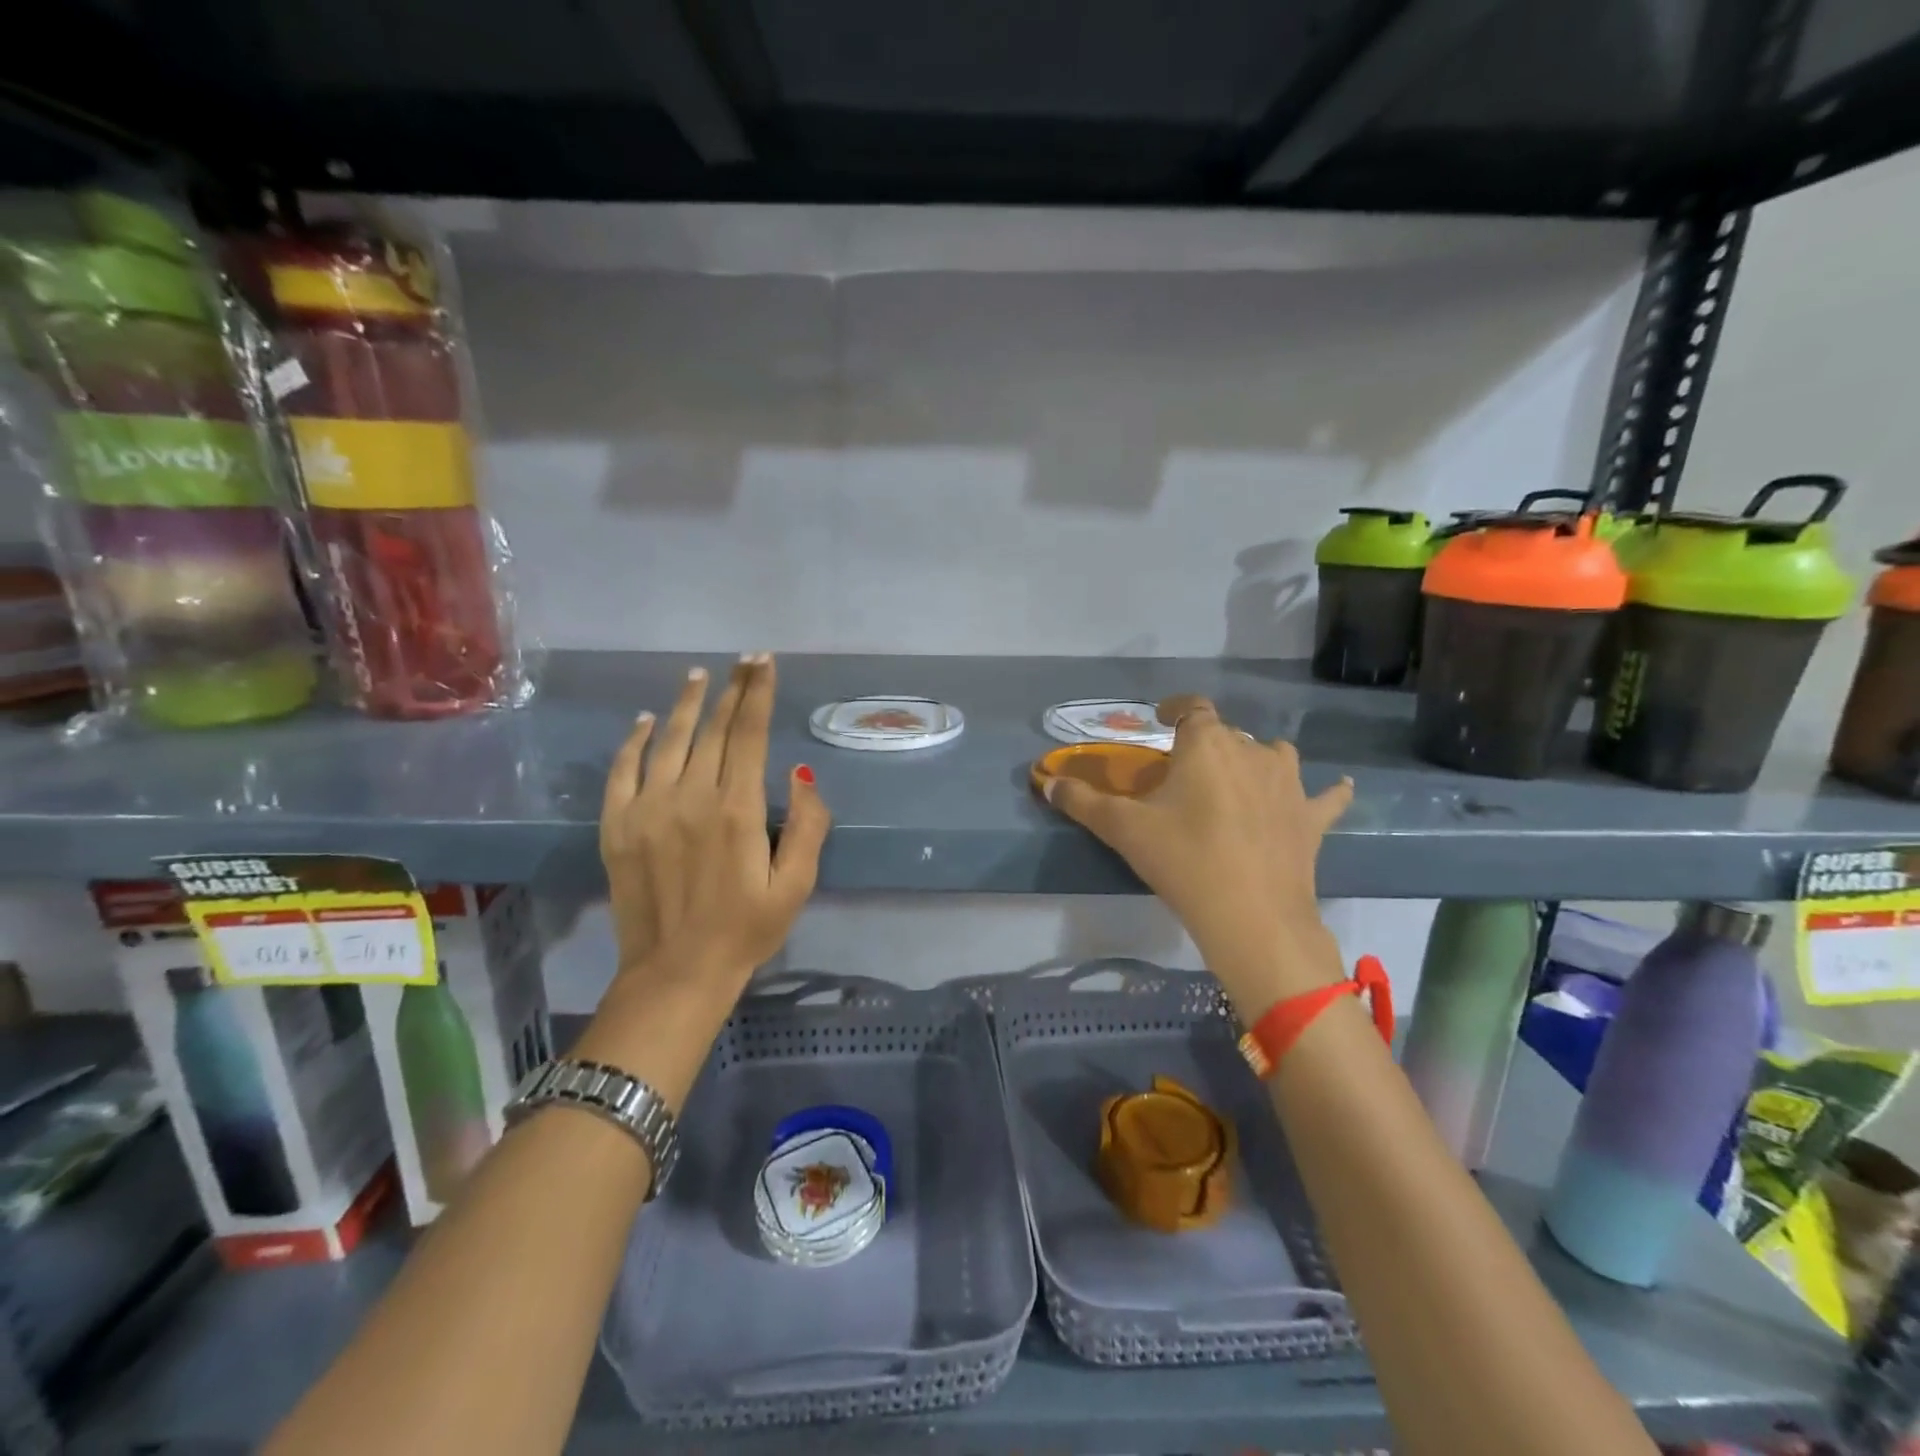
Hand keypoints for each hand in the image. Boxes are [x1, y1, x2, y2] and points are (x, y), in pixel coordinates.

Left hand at [598, 655, 829, 1021]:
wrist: (676, 972)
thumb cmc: (746, 930)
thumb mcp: (796, 885)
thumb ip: (808, 825)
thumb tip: (800, 773)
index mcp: (737, 810)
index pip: (749, 734)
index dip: (758, 694)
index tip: (764, 663)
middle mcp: (691, 797)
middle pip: (712, 729)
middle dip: (731, 690)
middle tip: (742, 660)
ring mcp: (647, 809)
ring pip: (668, 741)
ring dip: (684, 705)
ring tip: (697, 676)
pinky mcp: (617, 826)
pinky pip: (622, 770)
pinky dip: (633, 741)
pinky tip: (643, 721)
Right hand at [1043, 695, 1350, 1018]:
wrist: (1252, 916)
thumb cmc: (1183, 860)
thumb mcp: (1123, 829)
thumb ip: (1081, 801)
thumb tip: (1045, 782)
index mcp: (1206, 744)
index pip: (1191, 707)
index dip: (1175, 707)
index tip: (1160, 716)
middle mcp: (1252, 750)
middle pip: (1225, 734)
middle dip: (1203, 746)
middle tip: (1181, 776)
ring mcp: (1288, 783)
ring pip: (1272, 754)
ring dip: (1255, 760)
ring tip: (1238, 780)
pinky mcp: (1311, 817)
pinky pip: (1324, 796)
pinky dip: (1325, 792)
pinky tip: (1335, 790)